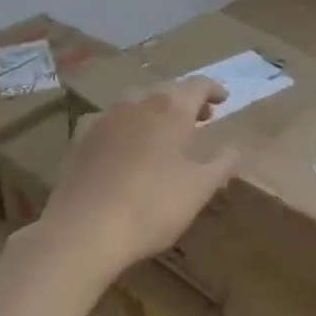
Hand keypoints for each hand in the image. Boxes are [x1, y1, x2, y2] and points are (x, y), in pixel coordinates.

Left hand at [22, 78, 241, 285]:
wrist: (84, 229)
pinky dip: (124, 127)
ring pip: (135, 103)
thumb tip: (235, 150)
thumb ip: (221, 165)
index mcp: (171, 109)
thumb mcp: (199, 189)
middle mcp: (137, 104)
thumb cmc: (152, 206)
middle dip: (185, 101)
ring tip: (164, 132)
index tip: (223, 99)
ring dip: (154, 111)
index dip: (213, 89)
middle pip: (166, 91)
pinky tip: (123, 144)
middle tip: (201, 117)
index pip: (197, 86)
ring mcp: (104, 119)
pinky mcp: (79, 139)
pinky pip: (108, 122)